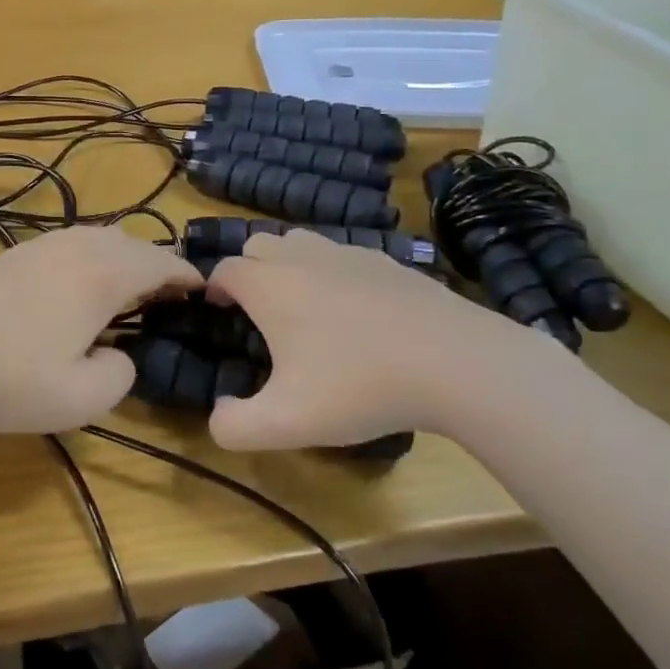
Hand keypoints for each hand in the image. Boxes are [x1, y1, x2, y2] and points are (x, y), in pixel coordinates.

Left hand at [0, 225, 200, 433]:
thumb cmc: (9, 378)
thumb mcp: (80, 397)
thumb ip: (120, 374)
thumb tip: (119, 354)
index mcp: (103, 276)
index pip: (159, 264)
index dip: (186, 275)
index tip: (202, 289)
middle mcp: (77, 249)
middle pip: (131, 243)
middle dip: (156, 264)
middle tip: (168, 293)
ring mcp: (42, 246)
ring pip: (98, 237)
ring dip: (122, 256)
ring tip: (129, 286)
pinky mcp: (14, 253)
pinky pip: (70, 244)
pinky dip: (92, 257)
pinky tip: (80, 284)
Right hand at [203, 229, 577, 450]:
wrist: (455, 362)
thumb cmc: (360, 386)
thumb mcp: (287, 423)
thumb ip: (235, 427)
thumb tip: (217, 416)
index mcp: (270, 286)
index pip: (224, 269)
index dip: (214, 288)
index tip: (218, 312)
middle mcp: (302, 258)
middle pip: (258, 244)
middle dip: (247, 269)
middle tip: (256, 310)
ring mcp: (348, 253)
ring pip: (300, 241)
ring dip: (287, 263)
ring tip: (300, 304)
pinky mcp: (387, 261)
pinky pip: (342, 254)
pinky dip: (331, 271)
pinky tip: (354, 309)